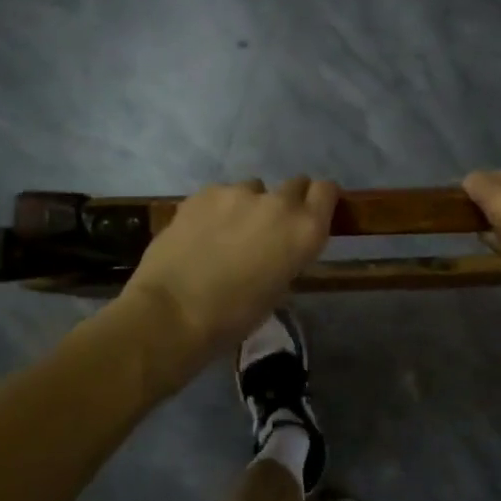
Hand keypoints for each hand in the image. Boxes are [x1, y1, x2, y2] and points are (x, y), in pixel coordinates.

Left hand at [123, 177, 338, 358]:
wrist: (173, 312)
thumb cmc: (235, 316)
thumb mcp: (279, 290)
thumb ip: (287, 255)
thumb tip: (279, 247)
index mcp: (305, 230)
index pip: (326, 190)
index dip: (319, 201)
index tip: (310, 215)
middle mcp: (279, 203)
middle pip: (294, 184)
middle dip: (286, 202)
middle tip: (268, 229)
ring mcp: (239, 193)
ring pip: (254, 189)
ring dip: (249, 206)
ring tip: (227, 233)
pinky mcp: (204, 193)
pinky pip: (221, 194)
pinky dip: (217, 209)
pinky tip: (201, 233)